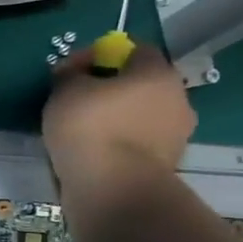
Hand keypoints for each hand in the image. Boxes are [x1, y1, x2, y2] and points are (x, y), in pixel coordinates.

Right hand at [42, 43, 195, 194]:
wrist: (114, 191)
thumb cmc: (91, 128)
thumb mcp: (65, 91)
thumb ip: (70, 75)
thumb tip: (74, 73)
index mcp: (158, 72)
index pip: (135, 50)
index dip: (102, 55)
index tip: (74, 70)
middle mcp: (177, 99)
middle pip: (140, 86)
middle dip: (111, 90)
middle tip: (77, 102)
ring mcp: (175, 137)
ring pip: (139, 118)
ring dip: (116, 121)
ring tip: (82, 134)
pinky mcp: (165, 167)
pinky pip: (136, 147)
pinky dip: (118, 147)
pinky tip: (94, 156)